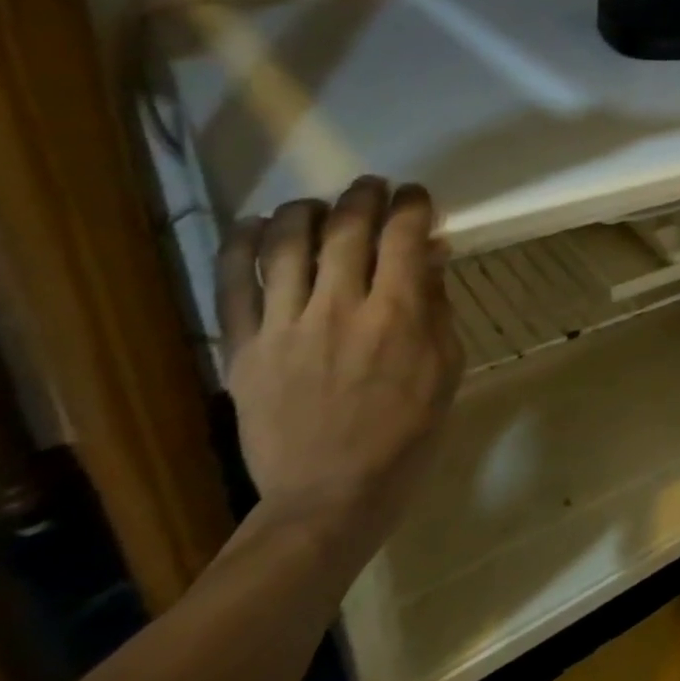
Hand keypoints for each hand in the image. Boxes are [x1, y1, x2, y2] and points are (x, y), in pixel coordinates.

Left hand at [216, 177, 462, 551]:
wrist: (331, 492)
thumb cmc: (407, 430)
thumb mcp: (446, 366)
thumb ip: (436, 306)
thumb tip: (431, 254)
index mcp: (397, 315)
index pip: (403, 237)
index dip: (411, 205)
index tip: (416, 196)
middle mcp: (339, 308)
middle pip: (345, 230)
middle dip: (362, 198)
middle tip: (372, 187)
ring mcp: (284, 327)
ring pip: (285, 247)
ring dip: (304, 212)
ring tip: (316, 204)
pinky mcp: (243, 349)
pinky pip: (233, 286)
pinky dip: (240, 248)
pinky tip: (254, 226)